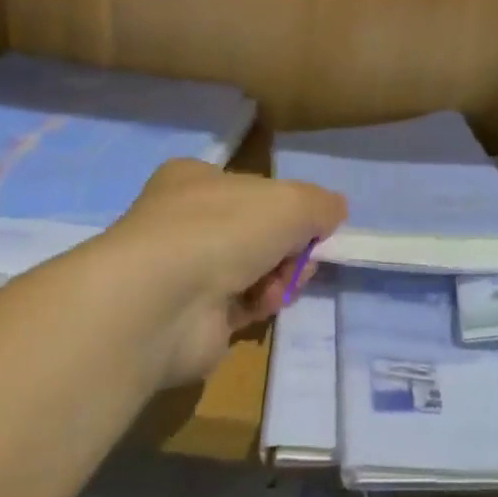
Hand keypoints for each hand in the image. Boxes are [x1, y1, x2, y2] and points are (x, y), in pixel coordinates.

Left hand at [110, 159, 345, 384]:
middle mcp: (183, 221)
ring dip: (280, 276)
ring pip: (254, 269)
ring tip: (285, 283)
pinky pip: (240, 305)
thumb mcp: (292, 201)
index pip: (250, 186)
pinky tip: (263, 305)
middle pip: (258, 231)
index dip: (286, 204)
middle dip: (290, 246)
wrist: (162, 301)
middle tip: (304, 256)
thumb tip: (335, 212)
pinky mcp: (188, 317)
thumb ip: (321, 204)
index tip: (310, 221)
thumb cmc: (225, 229)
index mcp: (195, 179)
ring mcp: (182, 270)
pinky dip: (259, 305)